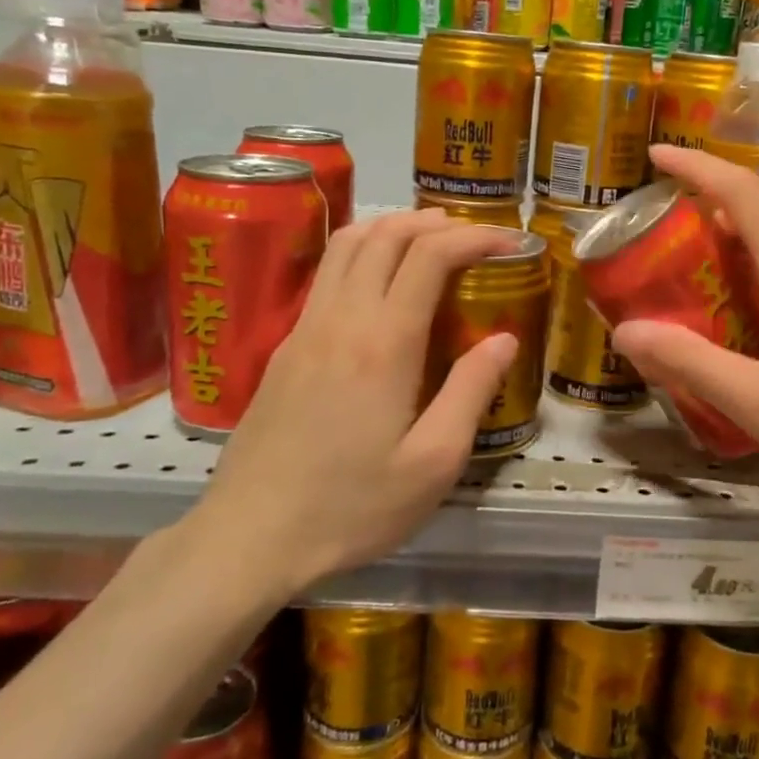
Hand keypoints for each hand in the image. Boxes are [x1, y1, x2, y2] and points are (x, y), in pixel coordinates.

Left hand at [196, 210, 518, 593]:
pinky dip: (362, 252)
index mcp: (383, 343)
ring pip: (347, 245)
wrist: (250, 536)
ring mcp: (305, 329)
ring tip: (429, 240)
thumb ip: (471, 392)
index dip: (474, 238)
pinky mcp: (284, 347)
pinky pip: (326, 274)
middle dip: (435, 223)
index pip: (430, 256)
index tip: (509, 243)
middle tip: (474, 236)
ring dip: (393, 227)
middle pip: (386, 235)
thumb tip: (504, 339)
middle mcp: (341, 319)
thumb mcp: (433, 463)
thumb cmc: (351, 507)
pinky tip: (379, 282)